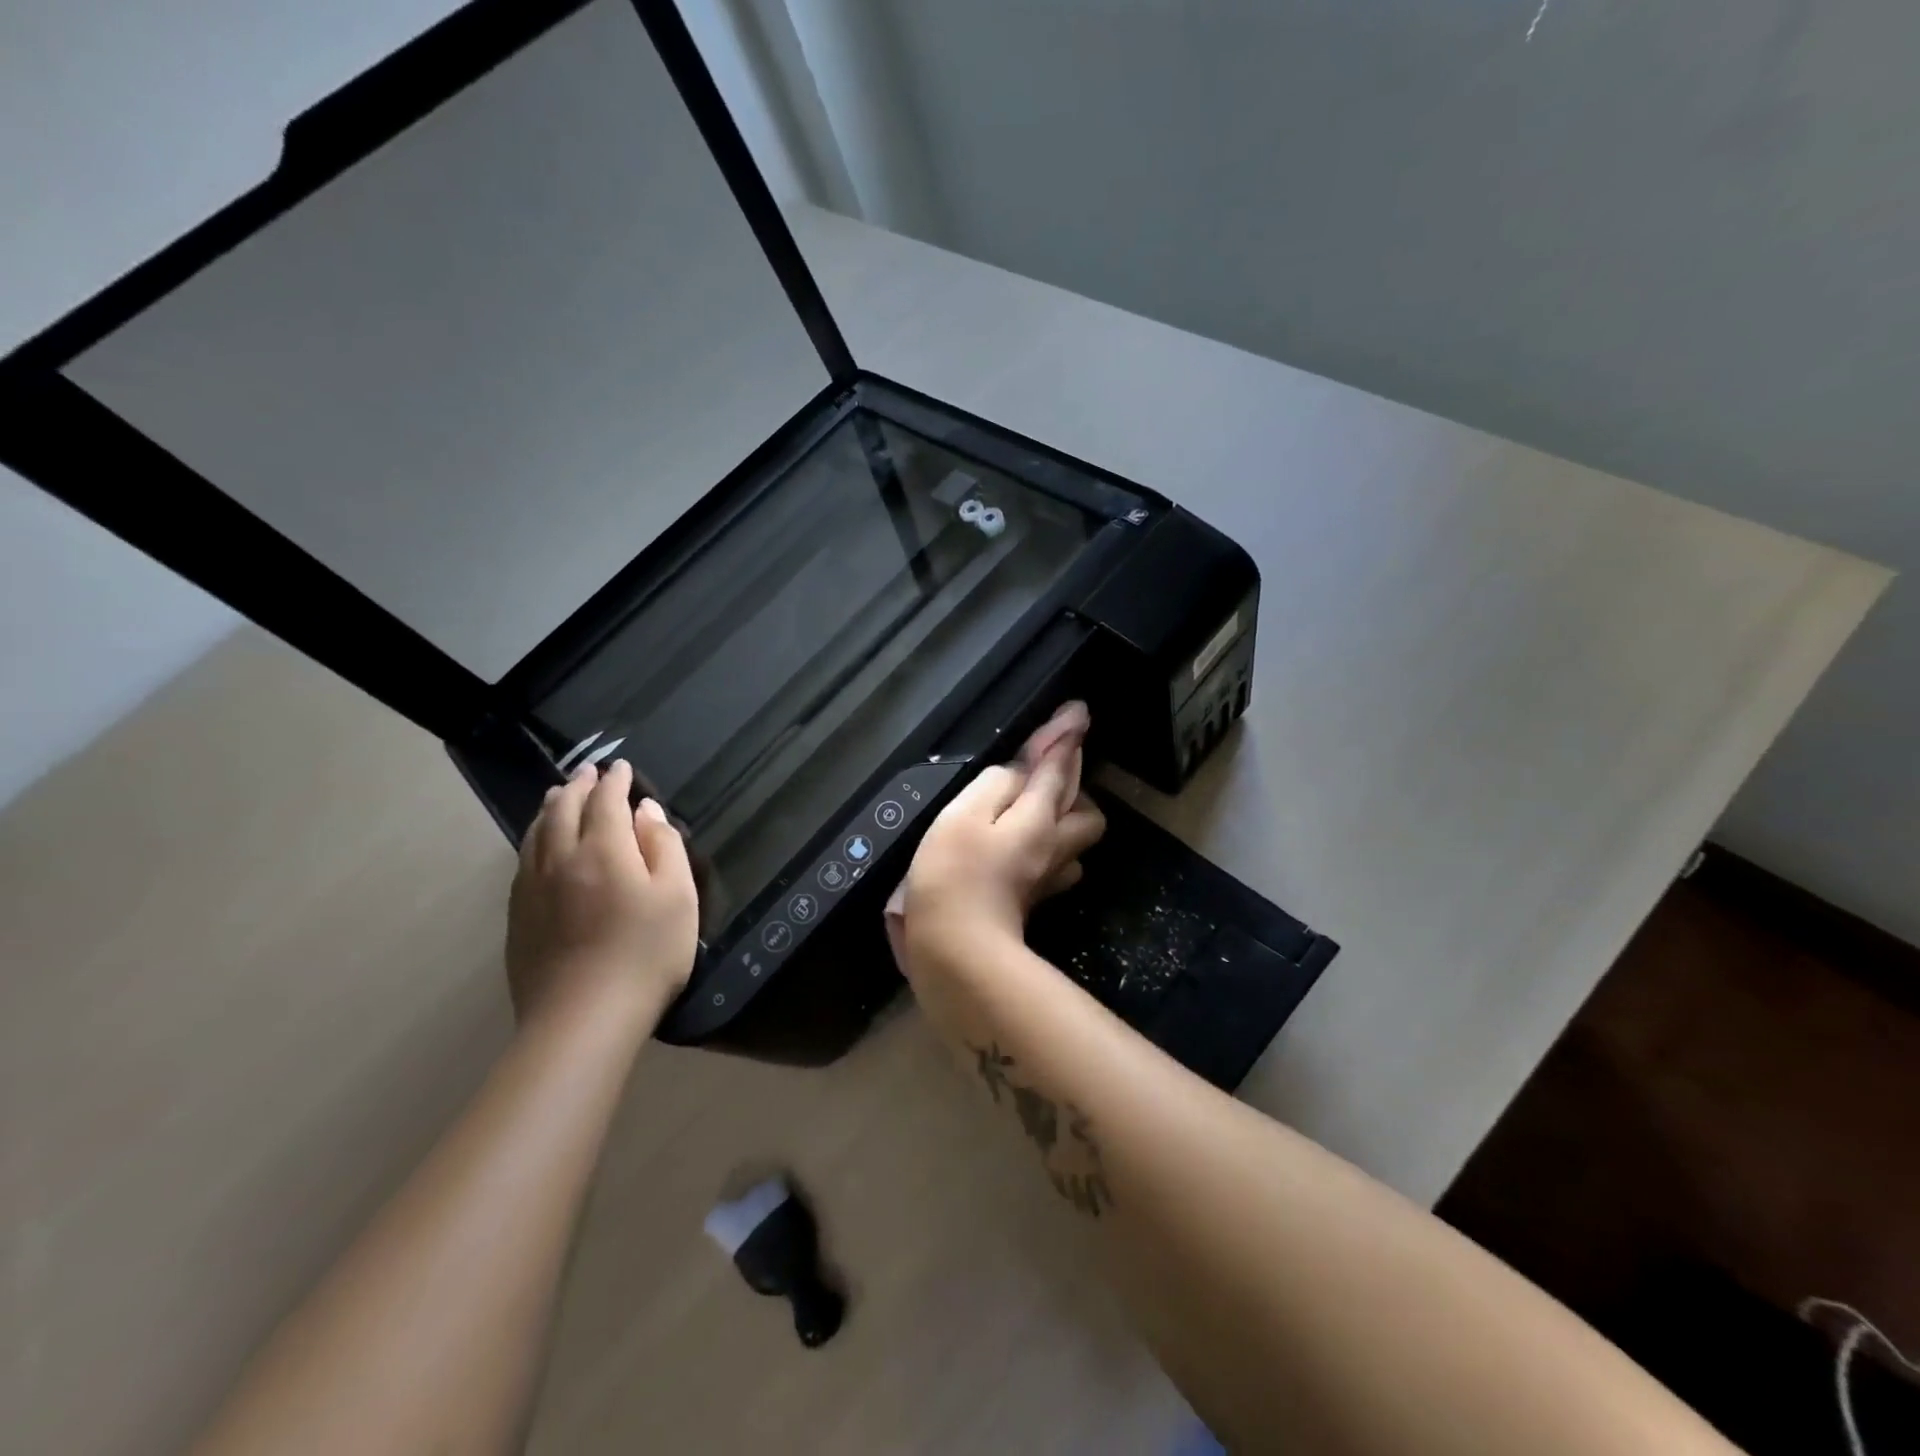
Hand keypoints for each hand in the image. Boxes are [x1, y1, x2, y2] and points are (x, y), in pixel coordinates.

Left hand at [505, 759, 699, 1028]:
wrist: (583, 1019)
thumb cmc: (645, 954)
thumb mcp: (678, 896)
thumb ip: (664, 846)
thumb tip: (646, 812)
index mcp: (603, 850)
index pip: (606, 802)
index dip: (615, 781)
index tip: (622, 767)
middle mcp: (561, 860)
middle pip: (563, 811)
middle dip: (578, 787)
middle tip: (588, 772)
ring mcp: (532, 890)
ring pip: (536, 834)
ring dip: (549, 808)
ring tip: (557, 796)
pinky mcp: (518, 918)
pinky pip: (523, 861)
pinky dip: (533, 839)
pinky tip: (538, 845)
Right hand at [896, 702, 1104, 976]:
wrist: (956, 951)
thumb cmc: (953, 874)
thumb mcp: (964, 814)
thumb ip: (995, 784)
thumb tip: (1018, 772)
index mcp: (1038, 817)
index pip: (1058, 767)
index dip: (1065, 737)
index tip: (1077, 712)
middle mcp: (1053, 845)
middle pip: (1085, 809)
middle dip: (1075, 784)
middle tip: (1048, 773)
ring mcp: (1048, 877)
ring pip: (1077, 839)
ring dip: (1066, 818)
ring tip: (1035, 809)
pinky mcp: (1035, 901)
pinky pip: (1058, 863)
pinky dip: (1049, 847)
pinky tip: (1024, 849)